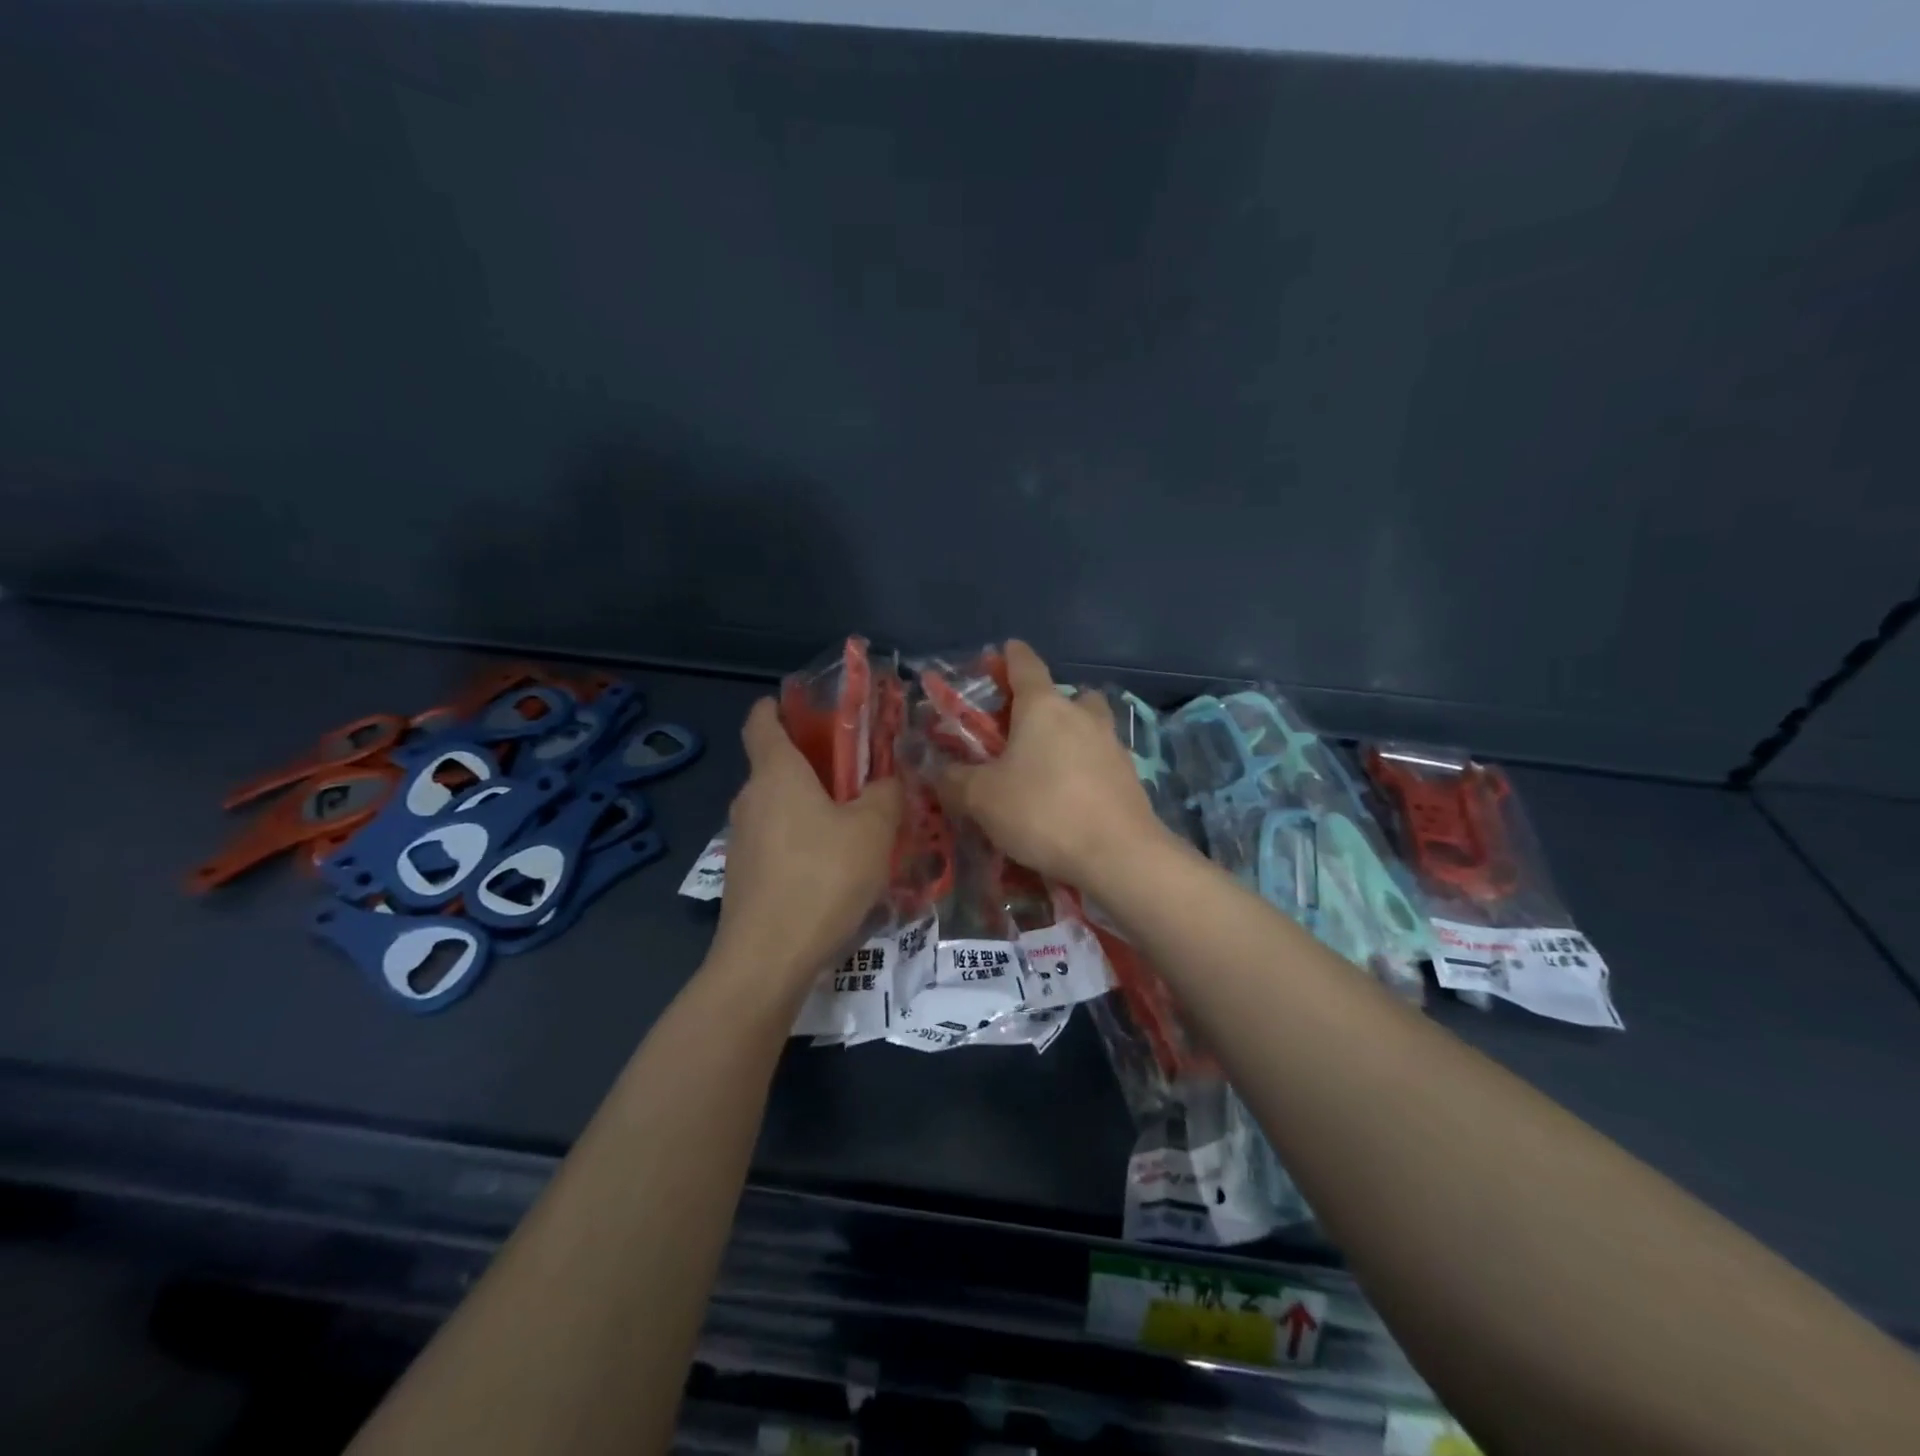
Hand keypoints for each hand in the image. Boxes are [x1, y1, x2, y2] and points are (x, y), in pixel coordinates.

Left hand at [711, 698, 901, 990]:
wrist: (768, 959)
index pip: (761, 721)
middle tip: (857, 774)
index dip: (778, 706)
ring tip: (854, 825)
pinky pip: (775, 841)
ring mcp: (741, 841)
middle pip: (775, 765)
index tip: (803, 706)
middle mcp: (750, 799)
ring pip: (777, 807)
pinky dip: (801, 840)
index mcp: (776, 773)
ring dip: (810, 806)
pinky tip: (832, 868)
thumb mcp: (874, 829)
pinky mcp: (743, 876)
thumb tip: (889, 779)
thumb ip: (887, 794)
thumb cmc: (823, 877)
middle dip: (812, 763)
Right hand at [936, 641, 1169, 890]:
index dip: (1011, 656)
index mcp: (1043, 707)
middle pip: (1065, 695)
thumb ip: (955, 781)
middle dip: (1045, 704)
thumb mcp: (982, 798)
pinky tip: (1071, 795)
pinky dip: (1085, 767)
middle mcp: (1082, 715)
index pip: (1025, 665)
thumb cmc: (1043, 811)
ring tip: (1048, 764)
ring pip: (1089, 725)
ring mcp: (1112, 744)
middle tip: (1023, 727)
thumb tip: (940, 772)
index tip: (1005, 650)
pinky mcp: (1129, 776)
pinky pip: (1101, 759)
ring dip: (1070, 734)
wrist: (1118, 854)